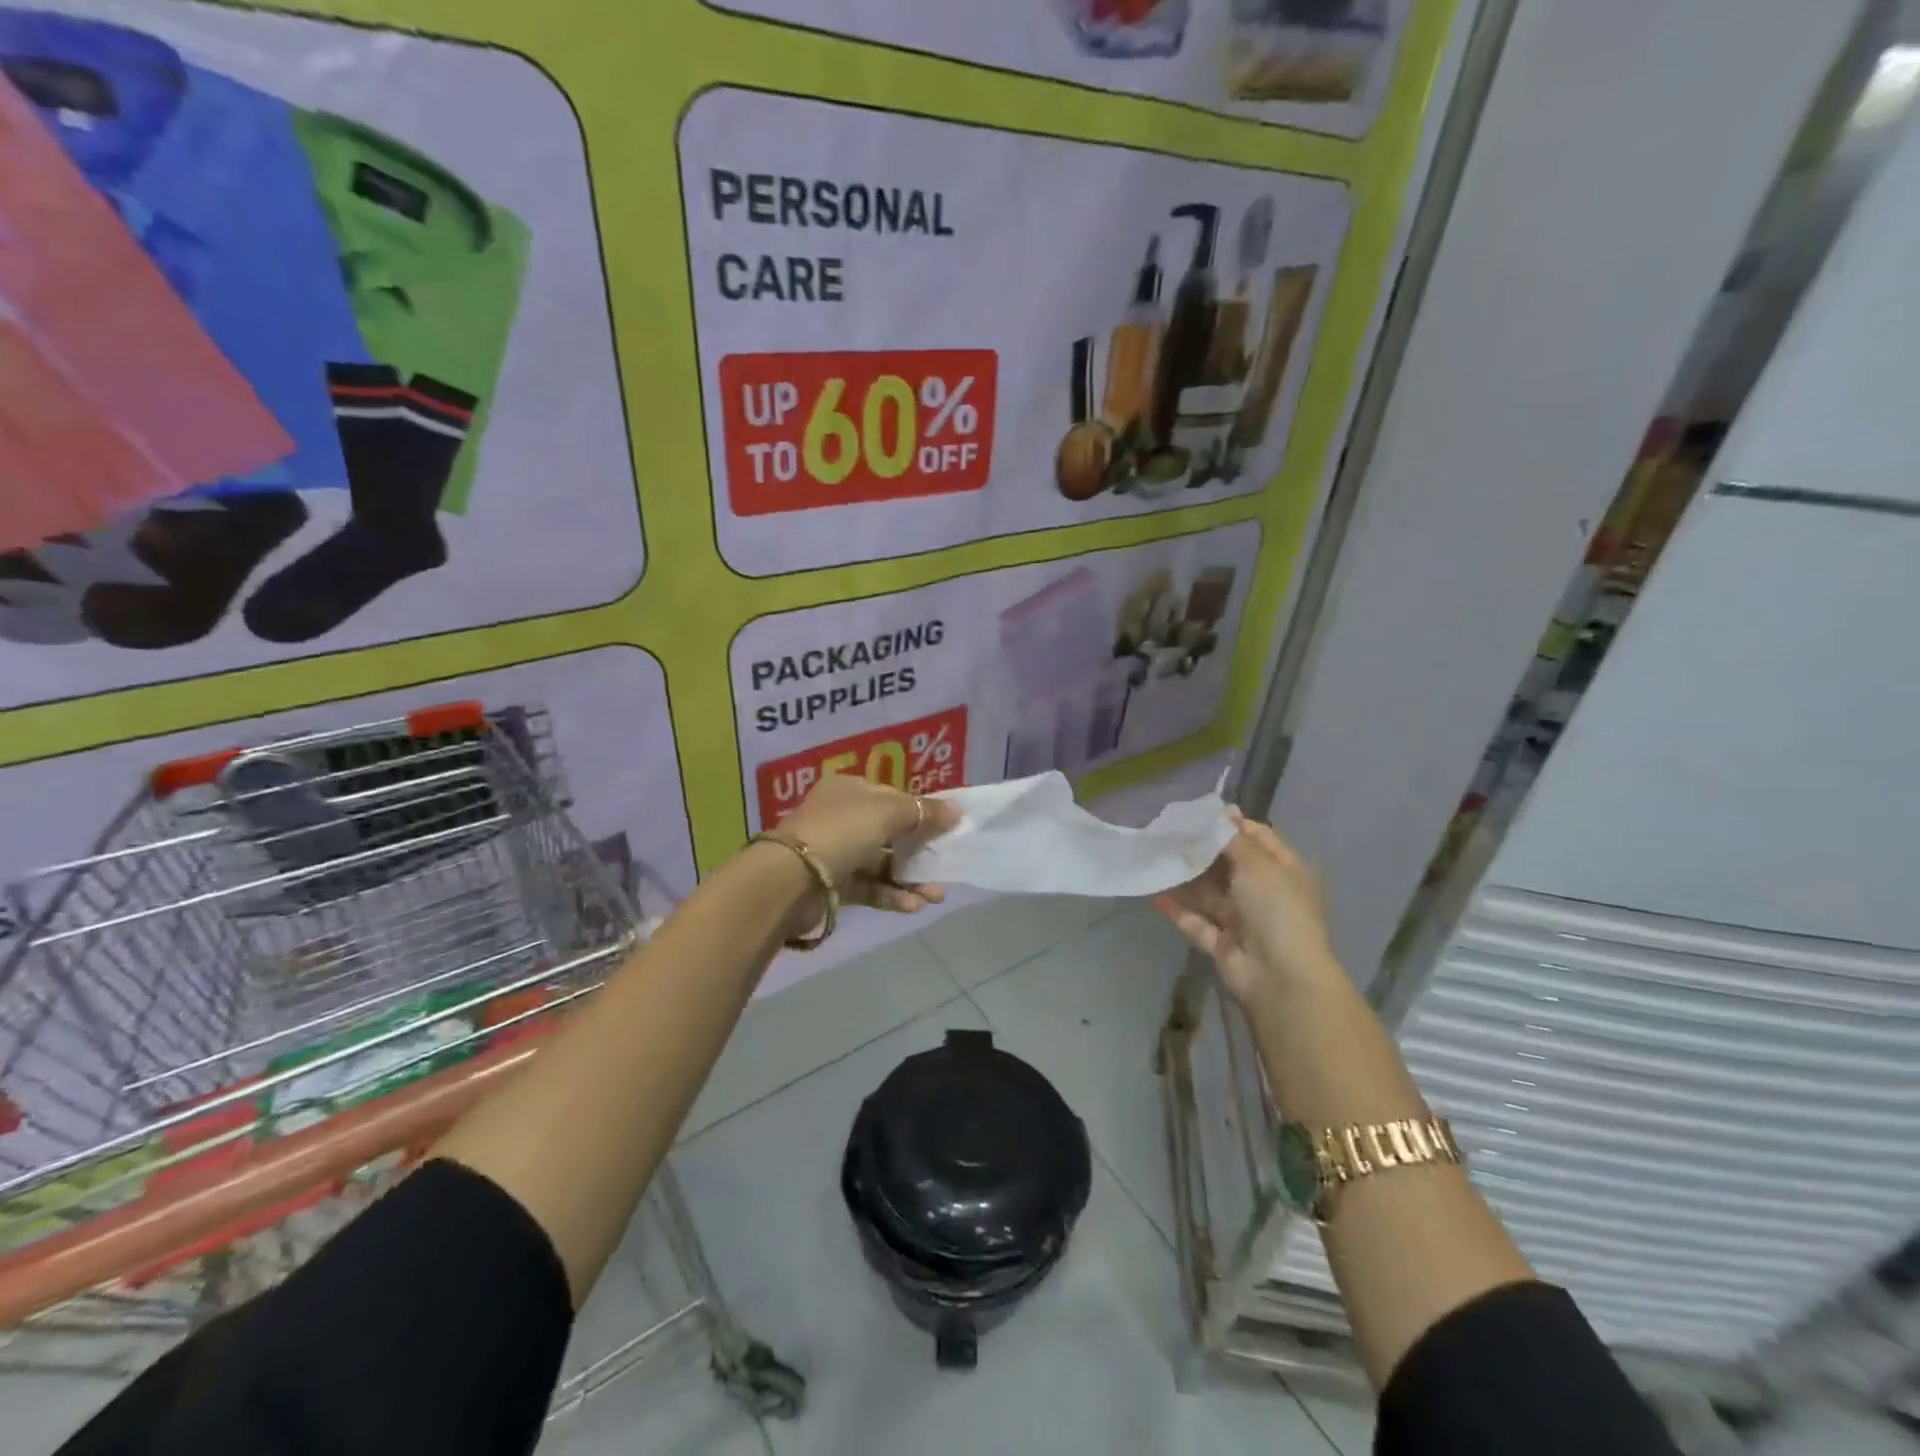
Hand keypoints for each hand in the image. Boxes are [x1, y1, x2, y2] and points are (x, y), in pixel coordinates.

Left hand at [778, 774, 958, 914]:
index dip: (920, 811)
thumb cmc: (842, 831)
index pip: (892, 797)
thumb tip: (956, 811)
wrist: (791, 879)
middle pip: (889, 832)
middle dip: (920, 850)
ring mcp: (836, 852)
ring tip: (937, 895)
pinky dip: (892, 895)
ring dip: (910, 879)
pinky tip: (914, 905)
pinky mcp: (833, 886)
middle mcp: (841, 817)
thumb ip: (924, 812)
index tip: (947, 828)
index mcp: (849, 790)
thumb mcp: (888, 812)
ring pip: (882, 863)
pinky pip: (869, 887)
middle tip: (946, 864)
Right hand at [1153, 809, 1340, 1011]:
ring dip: (1184, 877)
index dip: (1229, 824)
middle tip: (1165, 831)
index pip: (1256, 838)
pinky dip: (1176, 908)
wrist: (1280, 978)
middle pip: (1228, 865)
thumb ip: (1234, 838)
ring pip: (1209, 894)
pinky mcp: (1222, 945)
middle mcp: (1264, 893)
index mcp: (1283, 871)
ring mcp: (1243, 921)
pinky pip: (1195, 921)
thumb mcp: (1258, 864)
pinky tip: (1151, 890)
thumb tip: (1223, 809)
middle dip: (1200, 850)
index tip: (1195, 813)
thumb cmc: (1276, 910)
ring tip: (1153, 855)